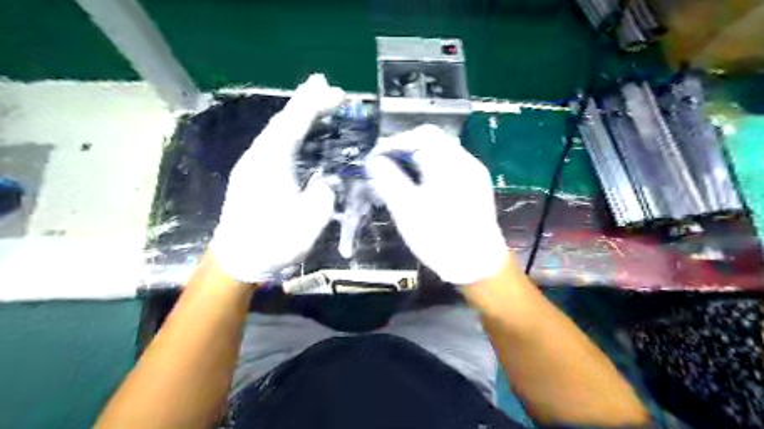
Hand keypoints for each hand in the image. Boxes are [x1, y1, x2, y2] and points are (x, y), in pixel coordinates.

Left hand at [206, 76, 342, 283]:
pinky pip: (273, 143)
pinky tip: (299, 133)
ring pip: (276, 130)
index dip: (316, 105)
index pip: (295, 124)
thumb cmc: (273, 242)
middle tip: (325, 86)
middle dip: (305, 101)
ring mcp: (251, 164)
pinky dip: (289, 131)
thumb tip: (321, 179)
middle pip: (282, 121)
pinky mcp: (251, 174)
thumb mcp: (309, 221)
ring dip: (296, 114)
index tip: (338, 93)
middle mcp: (258, 156)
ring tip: (314, 102)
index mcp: (272, 163)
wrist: (237, 260)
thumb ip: (322, 193)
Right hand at [365, 123, 505, 284]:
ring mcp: (474, 175)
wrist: (479, 266)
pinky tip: (420, 187)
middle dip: (406, 150)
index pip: (422, 134)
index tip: (378, 158)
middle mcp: (466, 162)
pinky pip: (449, 168)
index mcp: (451, 163)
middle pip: (433, 141)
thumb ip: (389, 180)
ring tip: (399, 177)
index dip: (396, 142)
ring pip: (441, 154)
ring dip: (417, 160)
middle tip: (386, 167)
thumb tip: (376, 160)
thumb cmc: (441, 238)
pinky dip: (430, 170)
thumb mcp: (408, 210)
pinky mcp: (475, 188)